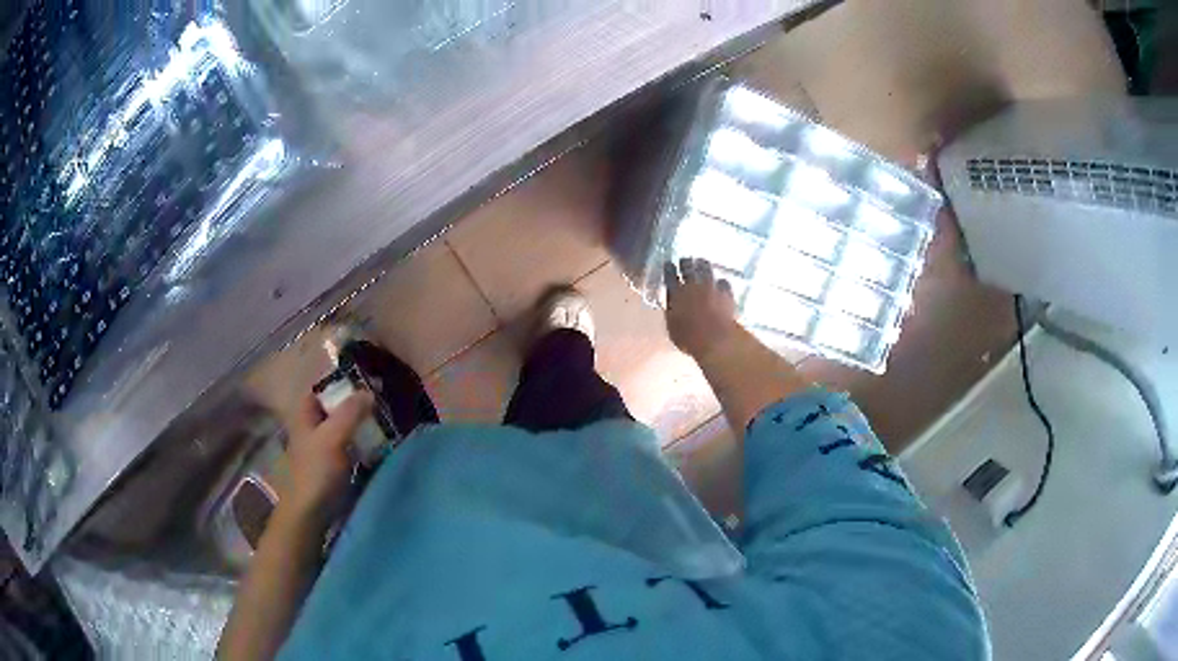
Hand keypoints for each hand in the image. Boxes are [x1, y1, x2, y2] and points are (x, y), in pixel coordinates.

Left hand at [283, 390, 374, 524]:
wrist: (311, 511)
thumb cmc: (317, 470)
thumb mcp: (333, 436)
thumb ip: (350, 412)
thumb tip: (369, 391)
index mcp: (305, 413)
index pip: (323, 387)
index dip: (342, 382)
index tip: (367, 382)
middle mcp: (313, 425)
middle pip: (336, 406)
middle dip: (357, 404)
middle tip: (382, 403)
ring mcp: (323, 446)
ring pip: (345, 426)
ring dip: (362, 424)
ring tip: (385, 423)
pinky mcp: (334, 464)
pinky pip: (351, 445)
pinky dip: (363, 442)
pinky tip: (378, 445)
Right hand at [664, 258, 741, 359]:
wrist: (716, 338)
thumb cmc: (689, 338)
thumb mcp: (673, 328)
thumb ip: (671, 314)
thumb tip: (671, 307)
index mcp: (676, 294)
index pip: (670, 276)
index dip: (669, 269)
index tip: (668, 263)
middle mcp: (692, 286)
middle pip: (688, 268)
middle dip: (685, 262)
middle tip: (685, 259)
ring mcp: (711, 287)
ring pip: (706, 269)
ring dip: (702, 264)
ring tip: (701, 261)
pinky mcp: (726, 293)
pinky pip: (723, 282)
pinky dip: (720, 281)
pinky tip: (721, 282)